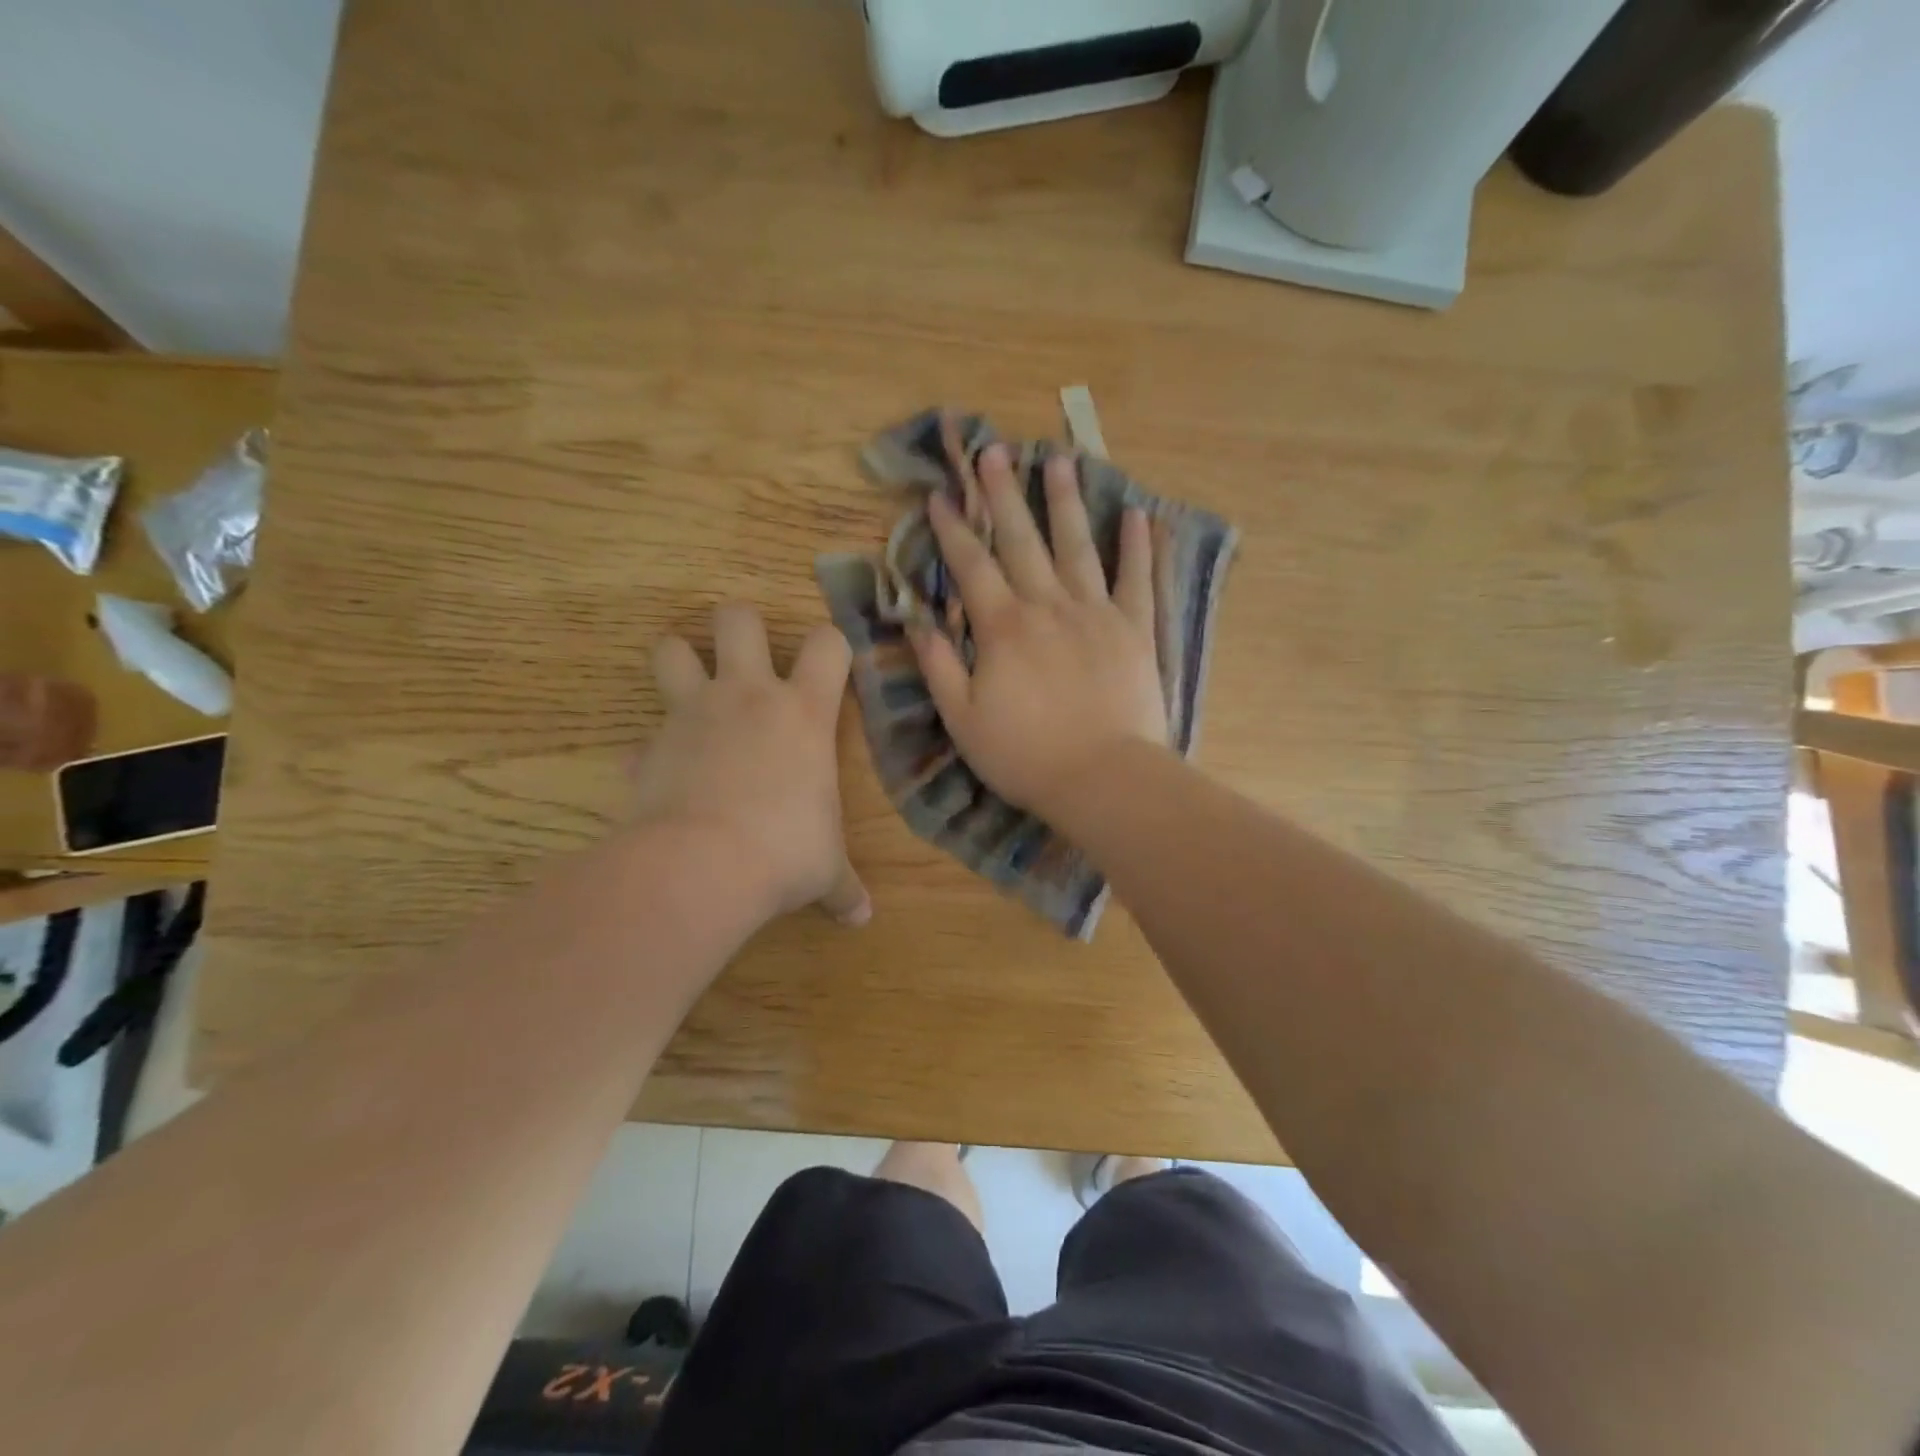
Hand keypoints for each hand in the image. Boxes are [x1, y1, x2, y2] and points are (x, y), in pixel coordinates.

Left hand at [634, 603, 870, 925]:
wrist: (703, 865)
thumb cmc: (785, 852)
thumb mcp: (824, 869)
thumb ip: (843, 887)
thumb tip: (862, 918)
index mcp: (803, 711)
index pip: (828, 643)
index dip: (831, 644)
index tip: (830, 663)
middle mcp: (748, 696)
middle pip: (737, 618)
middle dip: (740, 625)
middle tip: (746, 655)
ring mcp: (692, 714)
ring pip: (671, 648)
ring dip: (679, 660)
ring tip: (690, 687)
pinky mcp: (650, 745)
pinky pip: (643, 736)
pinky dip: (650, 751)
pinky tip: (658, 774)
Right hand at [909, 443, 1166, 818]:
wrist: (1102, 779)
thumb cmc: (1025, 756)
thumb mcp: (963, 720)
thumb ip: (939, 666)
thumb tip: (917, 621)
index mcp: (1003, 628)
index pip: (971, 567)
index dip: (953, 530)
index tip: (940, 495)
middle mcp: (1048, 606)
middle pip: (1022, 541)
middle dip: (1003, 495)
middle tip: (994, 450)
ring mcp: (1096, 614)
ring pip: (1077, 546)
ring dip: (1065, 502)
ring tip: (1060, 459)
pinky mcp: (1134, 631)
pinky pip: (1137, 580)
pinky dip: (1137, 547)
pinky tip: (1137, 515)